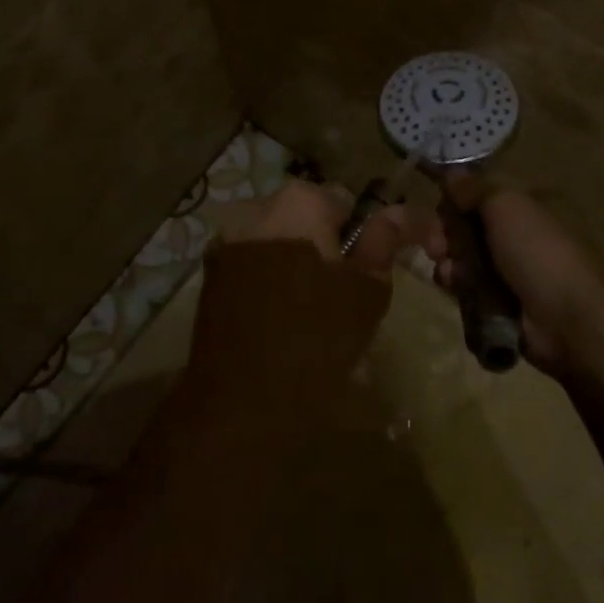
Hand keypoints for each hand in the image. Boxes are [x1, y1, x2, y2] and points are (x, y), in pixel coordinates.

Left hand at [188, 181, 425, 418]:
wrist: (239, 402)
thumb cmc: (316, 340)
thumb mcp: (367, 291)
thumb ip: (384, 241)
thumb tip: (394, 214)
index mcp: (300, 201)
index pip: (347, 203)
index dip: (365, 236)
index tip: (372, 270)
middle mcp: (257, 205)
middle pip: (309, 216)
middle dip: (327, 244)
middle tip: (343, 291)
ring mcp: (226, 238)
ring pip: (280, 237)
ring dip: (297, 257)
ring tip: (310, 306)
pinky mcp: (209, 271)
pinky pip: (254, 260)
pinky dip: (270, 274)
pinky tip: (279, 314)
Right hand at [428, 178, 603, 378]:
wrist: (564, 318)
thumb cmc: (535, 251)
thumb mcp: (505, 206)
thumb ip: (475, 189)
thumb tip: (451, 173)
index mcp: (520, 209)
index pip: (477, 197)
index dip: (454, 200)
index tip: (439, 207)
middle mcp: (512, 236)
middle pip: (465, 227)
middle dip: (444, 233)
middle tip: (435, 244)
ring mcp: (505, 270)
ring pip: (461, 258)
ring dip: (447, 259)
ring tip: (448, 269)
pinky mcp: (496, 302)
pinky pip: (466, 287)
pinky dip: (456, 284)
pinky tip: (453, 285)